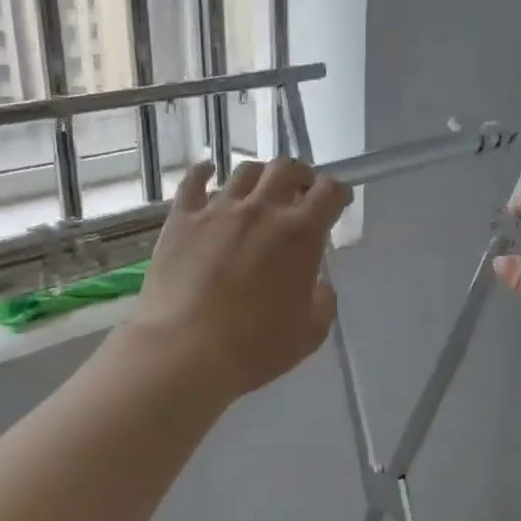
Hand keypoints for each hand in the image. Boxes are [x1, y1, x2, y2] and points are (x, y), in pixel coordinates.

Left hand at [131, 157, 352, 399]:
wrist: (185, 350)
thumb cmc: (254, 348)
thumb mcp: (308, 334)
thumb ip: (322, 302)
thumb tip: (318, 286)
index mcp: (300, 234)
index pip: (329, 192)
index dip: (338, 193)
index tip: (337, 202)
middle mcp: (261, 210)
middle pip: (286, 169)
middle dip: (300, 175)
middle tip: (300, 191)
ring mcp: (218, 210)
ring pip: (244, 171)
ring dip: (259, 175)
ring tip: (258, 190)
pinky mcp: (182, 219)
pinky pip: (193, 182)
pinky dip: (204, 172)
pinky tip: (208, 172)